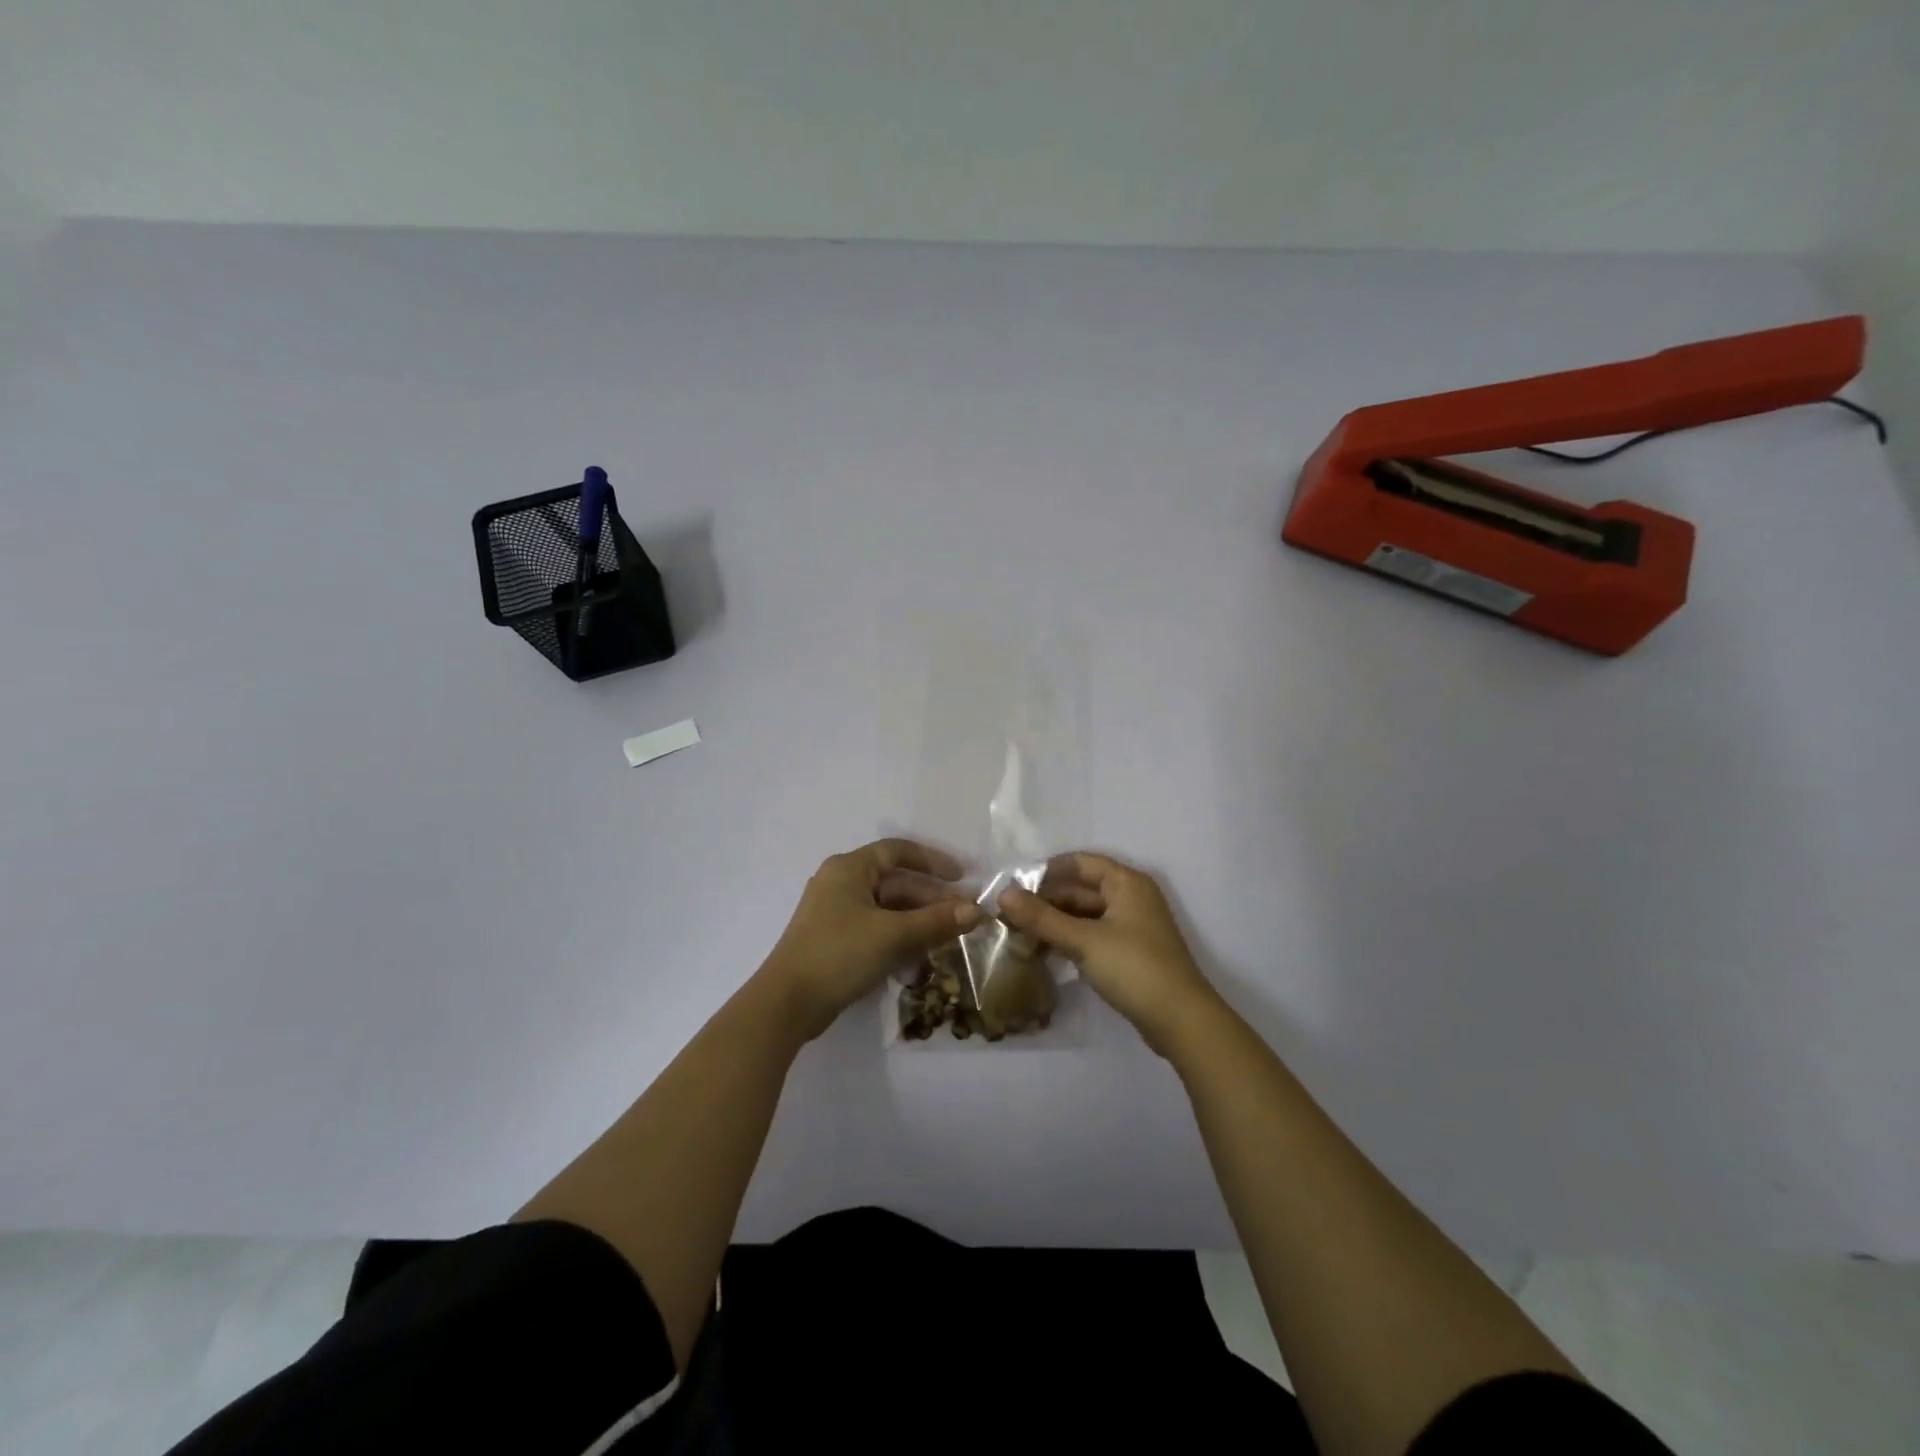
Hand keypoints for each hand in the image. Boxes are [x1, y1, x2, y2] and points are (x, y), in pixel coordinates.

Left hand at [762, 838, 980, 1039]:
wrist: (787, 1004)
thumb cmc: (839, 954)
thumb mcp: (893, 935)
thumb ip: (935, 921)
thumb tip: (976, 911)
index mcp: (849, 868)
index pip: (898, 851)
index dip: (932, 861)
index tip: (961, 877)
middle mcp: (840, 883)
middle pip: (895, 883)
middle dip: (931, 899)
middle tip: (964, 917)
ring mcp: (835, 913)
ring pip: (887, 908)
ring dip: (918, 921)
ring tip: (949, 937)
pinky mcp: (834, 940)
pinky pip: (875, 928)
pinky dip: (899, 936)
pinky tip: (920, 957)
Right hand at [999, 852, 1216, 1054]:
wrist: (1181, 1020)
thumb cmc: (1133, 968)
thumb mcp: (1083, 940)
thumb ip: (1041, 917)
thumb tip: (1003, 894)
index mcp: (1125, 882)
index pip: (1078, 862)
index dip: (1045, 872)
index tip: (1014, 888)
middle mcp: (1130, 897)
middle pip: (1080, 889)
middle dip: (1045, 903)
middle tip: (1009, 918)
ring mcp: (1131, 926)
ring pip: (1084, 915)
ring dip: (1054, 924)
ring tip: (1019, 938)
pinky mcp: (1129, 952)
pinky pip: (1092, 935)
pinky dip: (1069, 940)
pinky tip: (1044, 954)